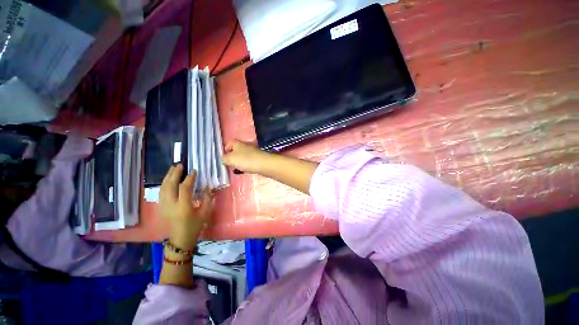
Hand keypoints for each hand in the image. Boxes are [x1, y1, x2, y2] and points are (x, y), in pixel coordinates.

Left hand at [158, 164, 213, 249]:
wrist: (180, 239)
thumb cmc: (195, 226)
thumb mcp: (205, 213)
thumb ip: (207, 199)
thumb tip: (207, 187)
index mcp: (183, 207)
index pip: (185, 188)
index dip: (190, 178)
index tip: (194, 171)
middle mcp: (171, 205)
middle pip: (170, 185)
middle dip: (175, 174)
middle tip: (180, 165)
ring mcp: (163, 206)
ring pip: (163, 188)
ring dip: (168, 177)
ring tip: (173, 169)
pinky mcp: (160, 208)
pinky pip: (161, 192)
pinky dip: (164, 183)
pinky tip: (168, 179)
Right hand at [223, 140, 269, 173]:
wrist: (264, 164)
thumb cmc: (245, 160)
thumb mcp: (230, 159)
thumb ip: (224, 158)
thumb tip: (223, 158)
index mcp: (237, 143)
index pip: (229, 143)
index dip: (225, 149)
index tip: (224, 158)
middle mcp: (245, 145)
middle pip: (236, 149)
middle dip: (233, 157)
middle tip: (230, 164)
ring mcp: (253, 151)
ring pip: (243, 155)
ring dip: (240, 161)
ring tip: (238, 168)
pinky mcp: (258, 157)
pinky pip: (250, 159)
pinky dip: (247, 164)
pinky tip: (247, 169)